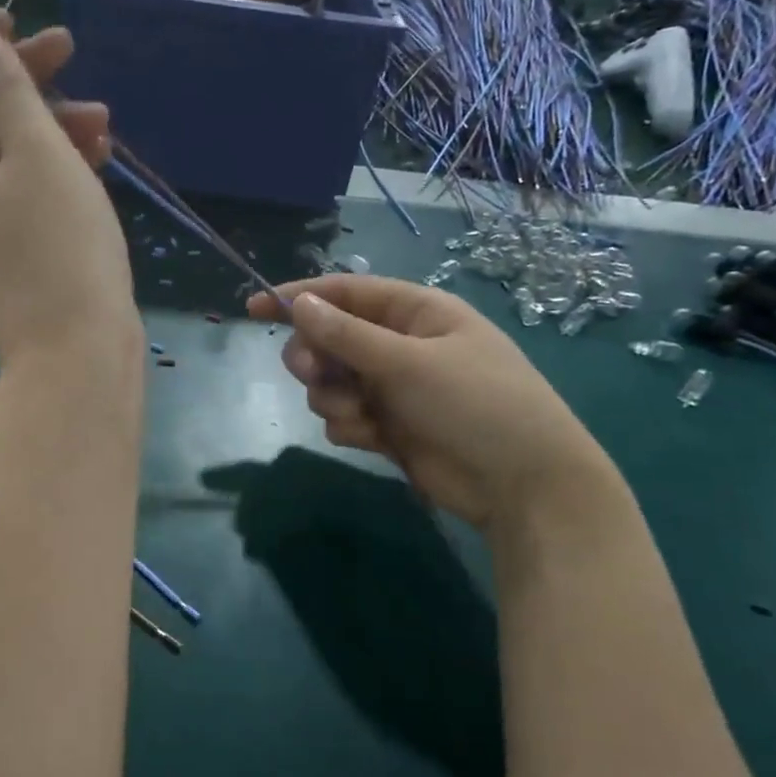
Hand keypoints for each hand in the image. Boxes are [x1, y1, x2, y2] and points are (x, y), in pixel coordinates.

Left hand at [0, 10, 138, 365]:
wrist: (78, 346)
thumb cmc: (58, 244)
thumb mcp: (38, 152)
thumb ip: (9, 87)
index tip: (16, 24)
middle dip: (17, 76)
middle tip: (69, 51)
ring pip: (1, 145)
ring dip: (47, 119)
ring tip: (103, 119)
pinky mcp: (10, 240)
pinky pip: (21, 182)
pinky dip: (54, 160)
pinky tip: (100, 152)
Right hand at [248, 275, 609, 528]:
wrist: (521, 483)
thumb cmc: (475, 404)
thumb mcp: (409, 362)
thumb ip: (348, 336)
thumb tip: (299, 304)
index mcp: (414, 312)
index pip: (345, 293)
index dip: (298, 296)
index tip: (254, 308)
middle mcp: (399, 345)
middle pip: (329, 339)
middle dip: (315, 358)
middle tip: (312, 374)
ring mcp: (393, 388)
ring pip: (331, 382)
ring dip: (334, 397)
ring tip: (362, 416)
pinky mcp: (387, 426)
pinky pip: (343, 415)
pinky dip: (349, 425)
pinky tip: (373, 438)